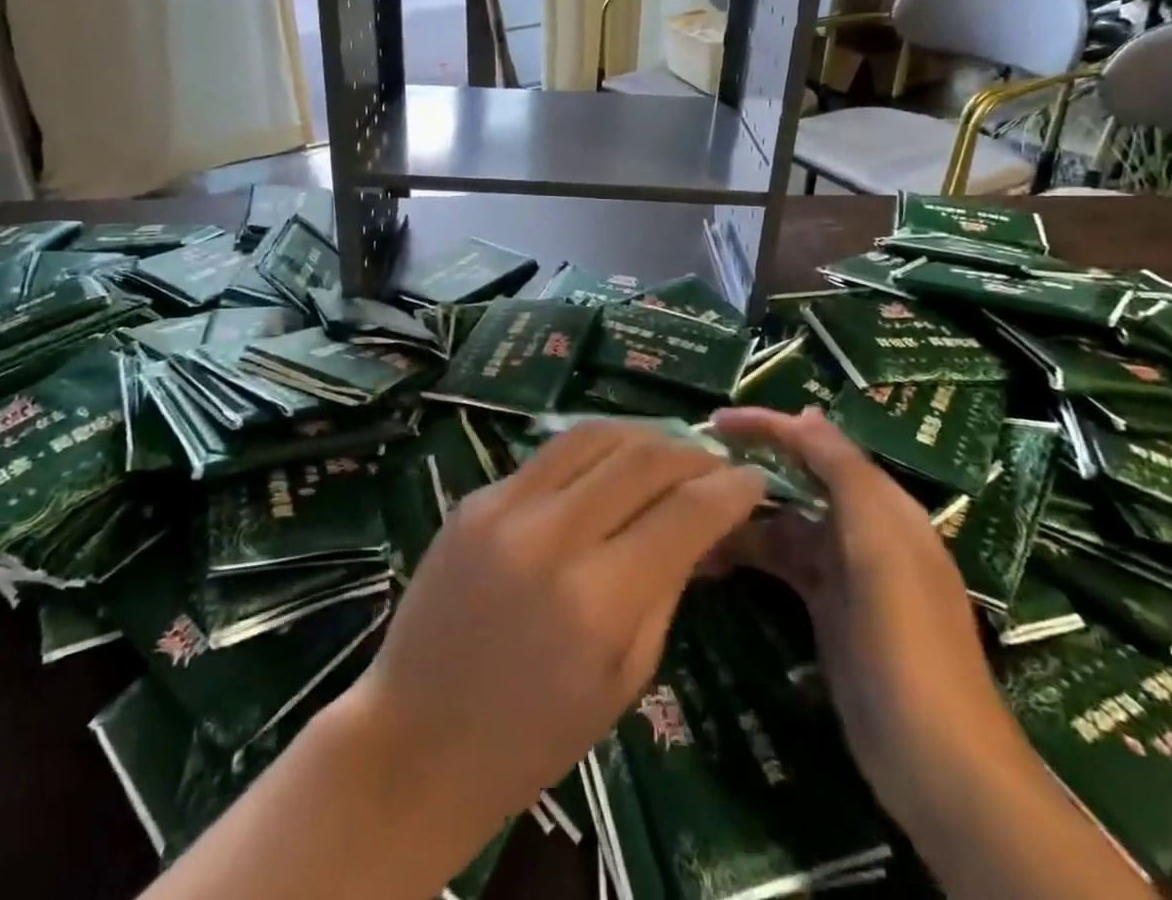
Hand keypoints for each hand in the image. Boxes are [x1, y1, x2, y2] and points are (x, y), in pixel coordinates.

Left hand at [343, 420, 765, 848]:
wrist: (417, 735)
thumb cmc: (533, 735)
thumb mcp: (624, 680)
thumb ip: (666, 589)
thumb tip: (701, 526)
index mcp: (597, 599)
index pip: (684, 513)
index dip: (730, 489)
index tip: (754, 480)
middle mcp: (551, 535)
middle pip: (641, 457)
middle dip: (690, 453)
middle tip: (714, 464)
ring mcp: (504, 506)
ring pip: (591, 435)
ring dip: (642, 435)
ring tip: (668, 450)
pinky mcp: (474, 496)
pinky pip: (548, 455)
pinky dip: (591, 453)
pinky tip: (608, 467)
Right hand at [710, 407, 1025, 827]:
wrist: (936, 762)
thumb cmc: (906, 640)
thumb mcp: (879, 544)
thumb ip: (845, 473)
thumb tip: (807, 413)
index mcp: (882, 506)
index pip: (818, 444)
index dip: (768, 425)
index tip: (713, 421)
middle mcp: (864, 530)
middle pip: (797, 480)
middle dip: (749, 467)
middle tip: (688, 466)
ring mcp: (844, 573)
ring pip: (782, 523)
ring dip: (741, 515)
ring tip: (687, 514)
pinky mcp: (826, 609)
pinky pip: (780, 563)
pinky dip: (747, 554)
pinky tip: (710, 559)